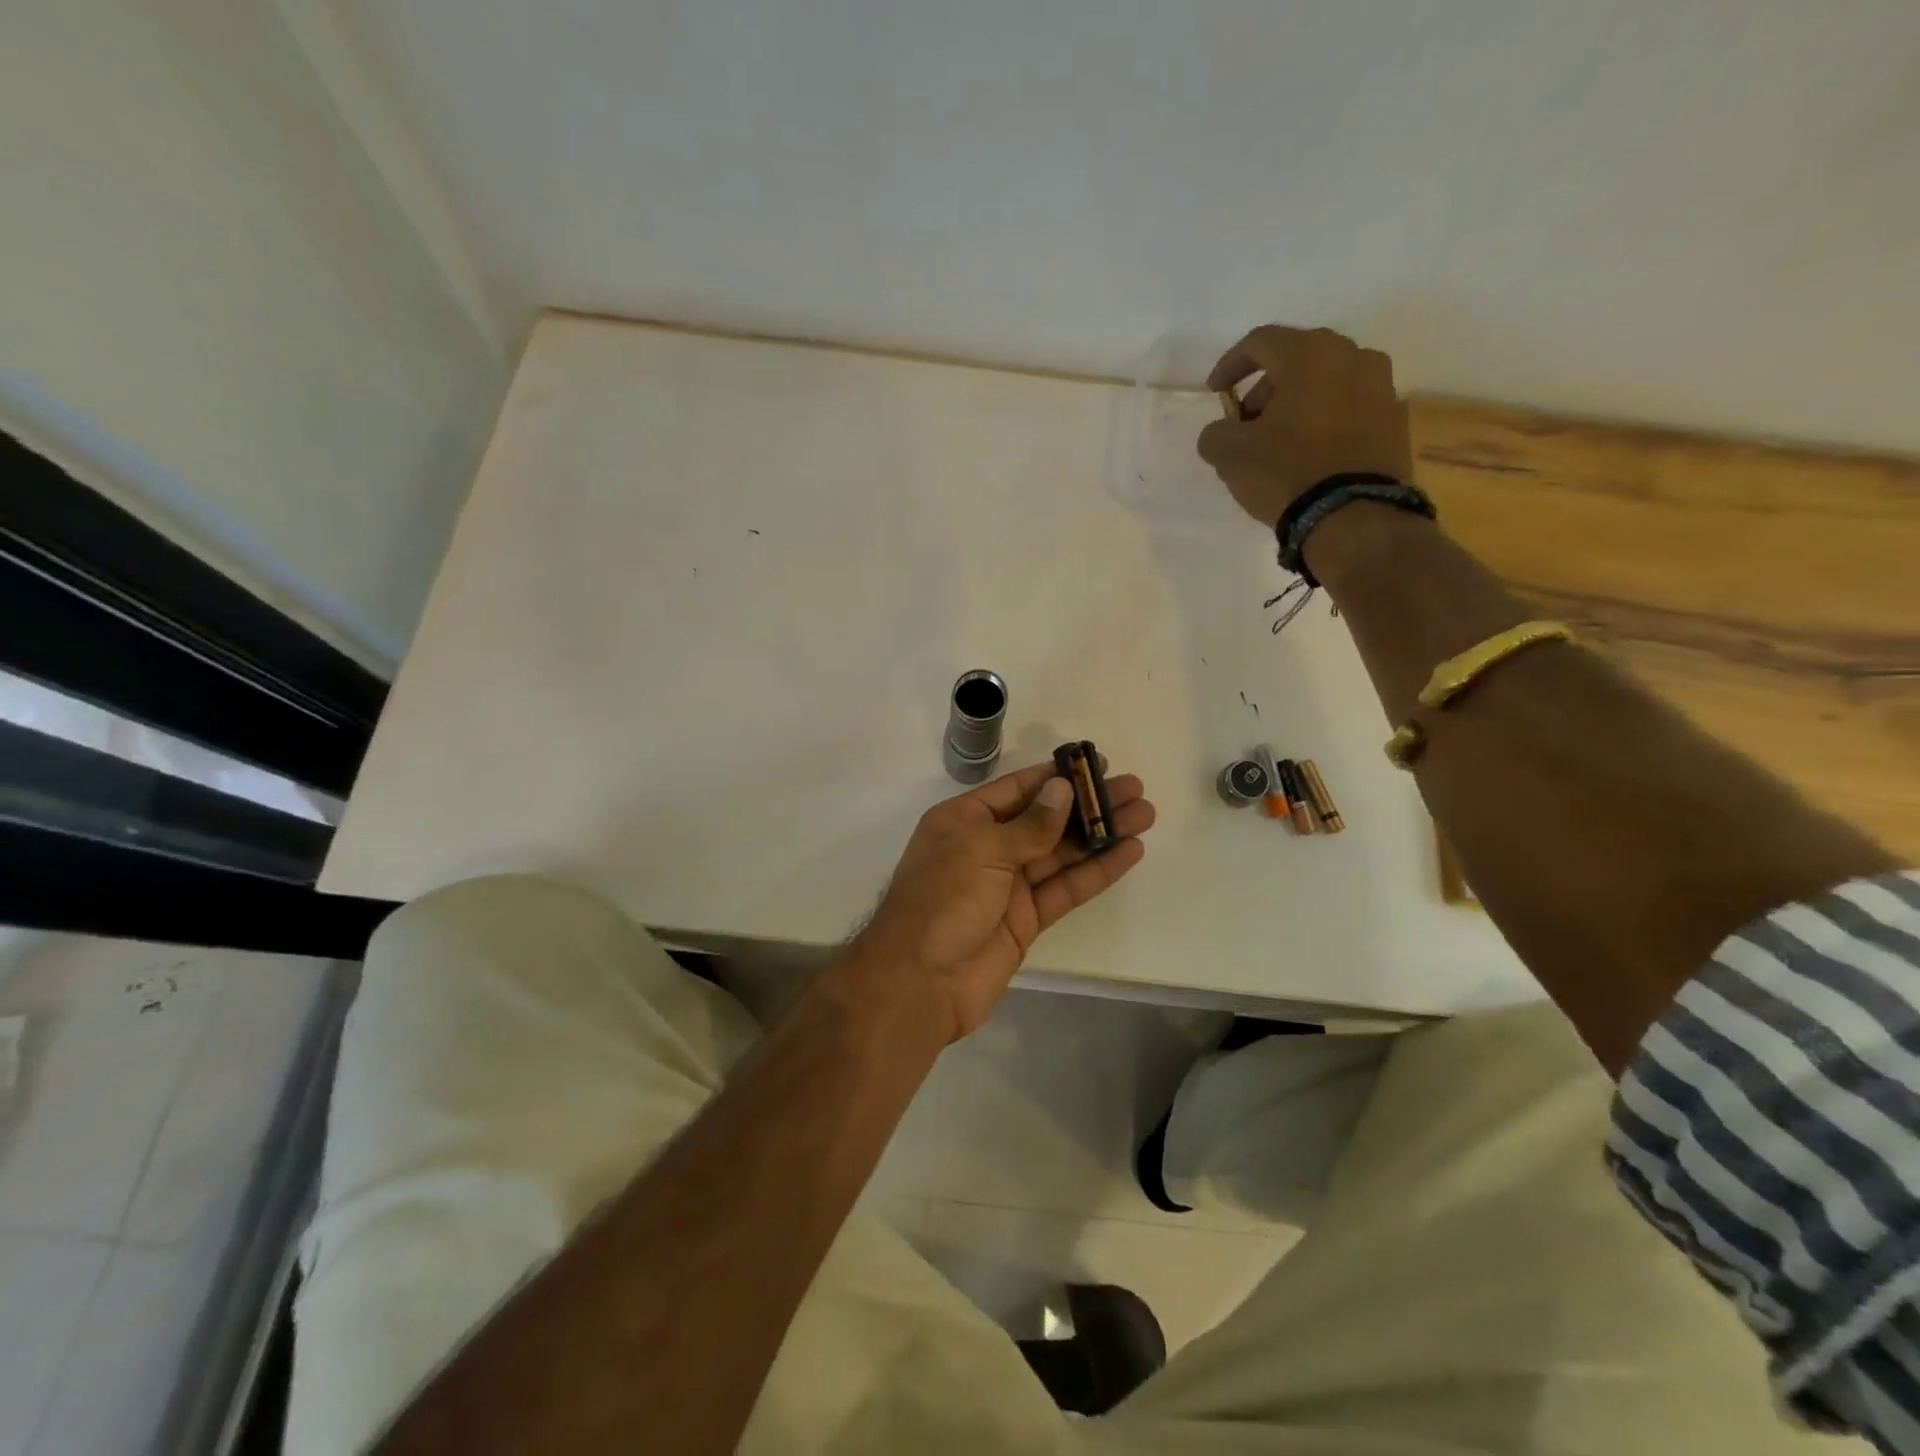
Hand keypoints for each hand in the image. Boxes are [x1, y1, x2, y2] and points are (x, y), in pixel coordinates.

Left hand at [853, 761, 1153, 1038]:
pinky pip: (1065, 888)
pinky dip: (1096, 871)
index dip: (1057, 777)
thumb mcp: (982, 849)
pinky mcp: (1026, 920)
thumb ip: (1029, 825)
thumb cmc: (943, 900)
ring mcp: (1007, 885)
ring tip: (1145, 814)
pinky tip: (1129, 852)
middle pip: (1046, 819)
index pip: (1018, 789)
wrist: (921, 981)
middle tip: (1134, 788)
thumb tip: (1062, 790)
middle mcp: (986, 847)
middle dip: (1088, 804)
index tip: (1096, 764)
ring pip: (1062, 853)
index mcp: (964, 820)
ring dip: (1101, 834)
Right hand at [1197, 325, 1413, 526]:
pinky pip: (1350, 408)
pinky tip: (1309, 453)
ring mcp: (1382, 386)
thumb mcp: (1230, 454)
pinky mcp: (1395, 420)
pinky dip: (1325, 420)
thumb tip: (1221, 431)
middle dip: (1266, 387)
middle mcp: (1353, 356)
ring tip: (1278, 440)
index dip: (1230, 364)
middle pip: (1298, 358)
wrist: (1354, 514)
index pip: (1261, 341)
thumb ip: (1216, 433)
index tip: (1215, 393)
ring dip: (1298, 402)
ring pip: (1328, 381)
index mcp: (1311, 354)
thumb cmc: (1286, 472)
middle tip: (1247, 420)